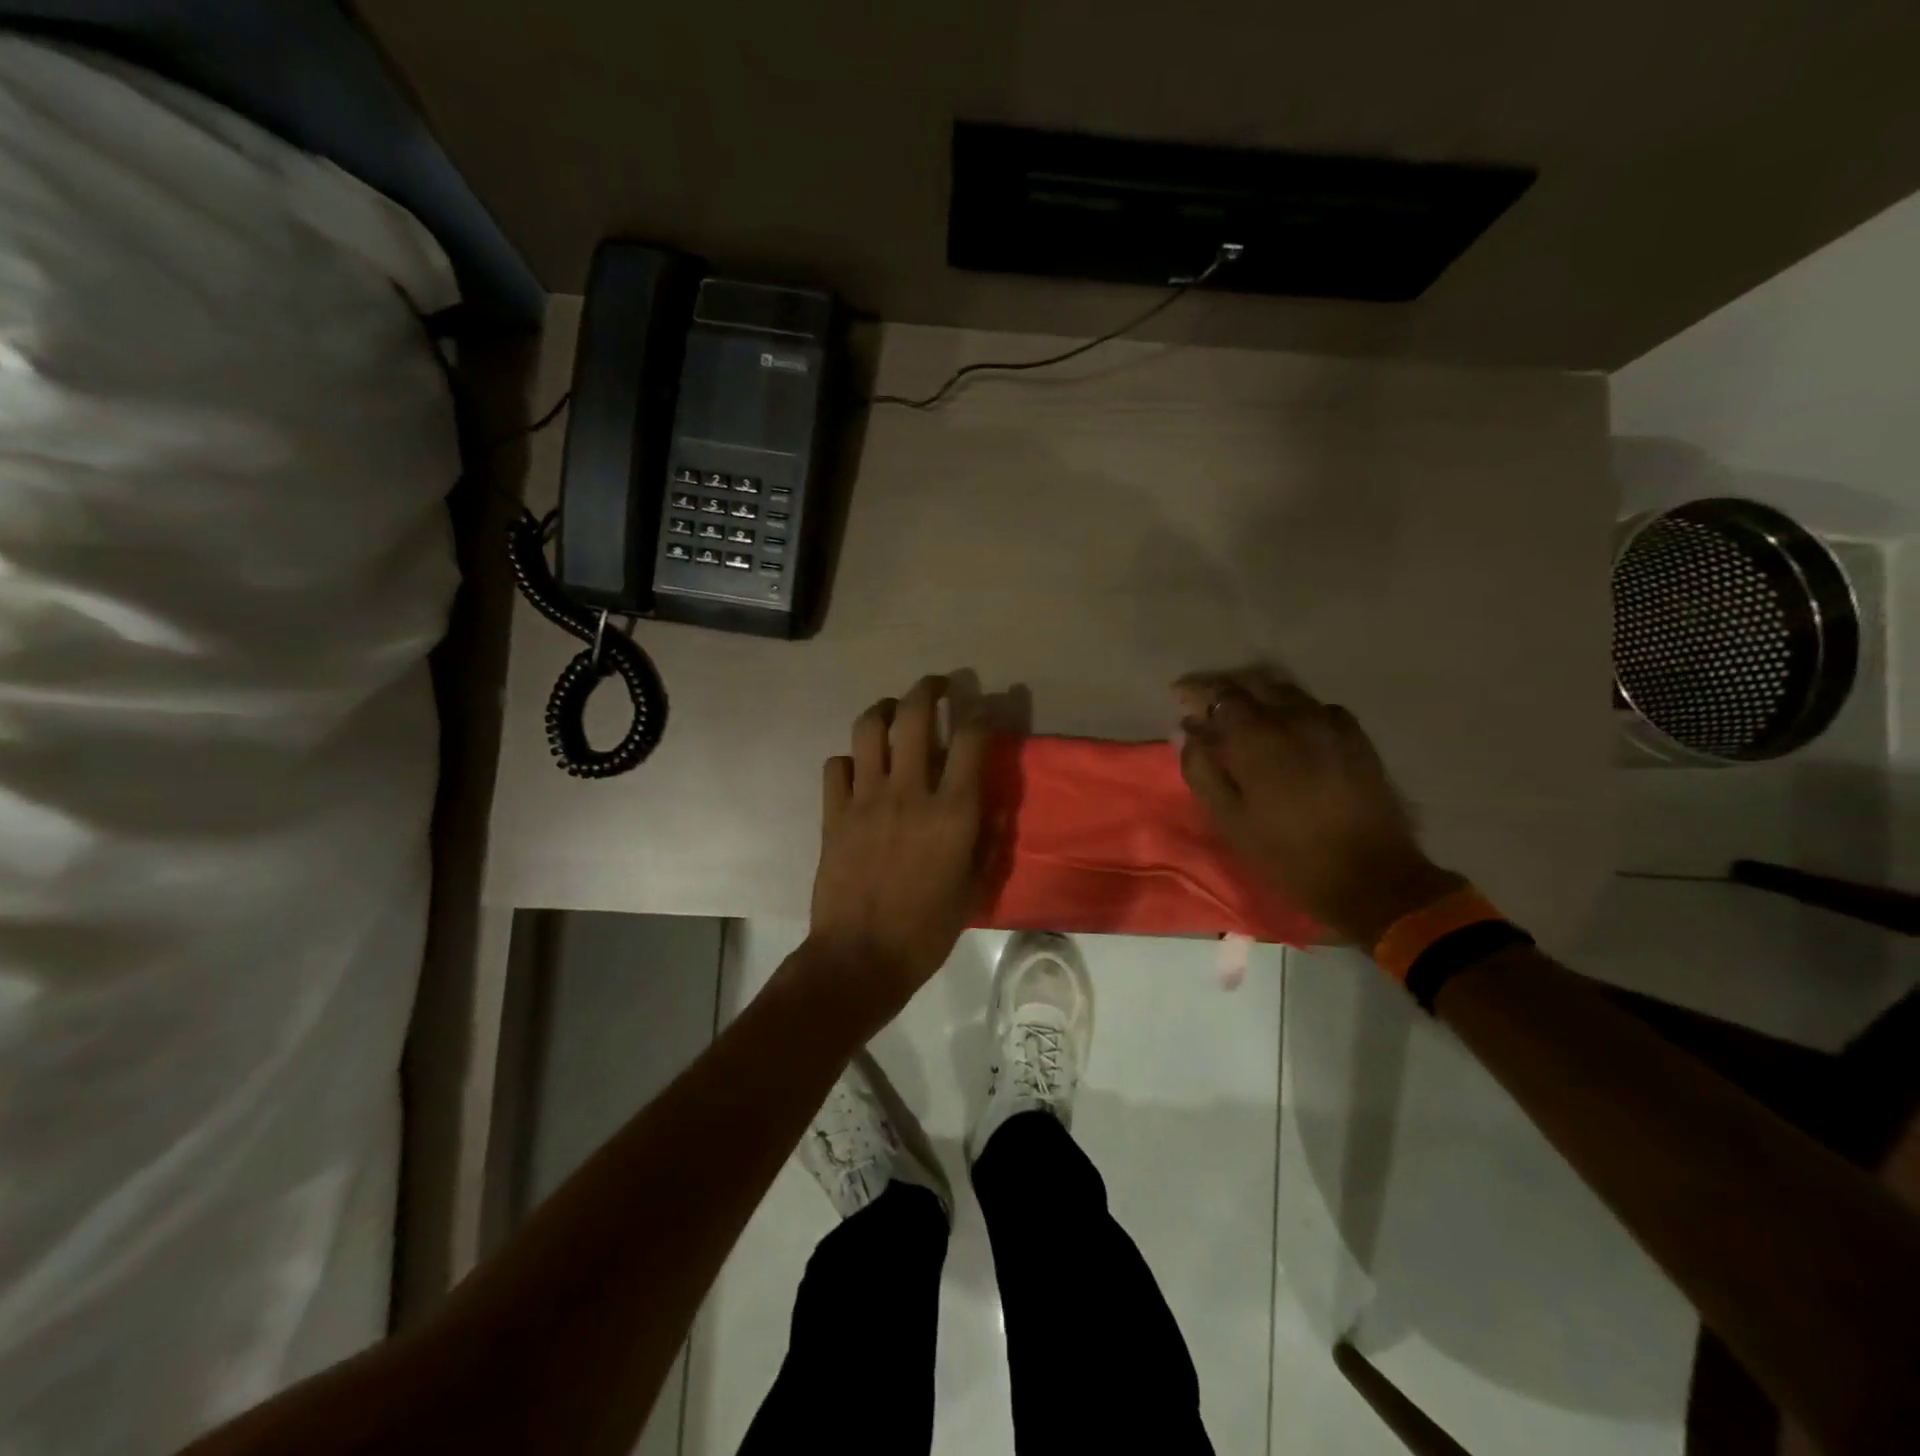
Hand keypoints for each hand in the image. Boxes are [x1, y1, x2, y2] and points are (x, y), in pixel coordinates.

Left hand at [804, 675, 991, 1023]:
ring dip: (884, 709)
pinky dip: (849, 760)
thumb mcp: (974, 889)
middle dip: (928, 689)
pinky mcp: (833, 813)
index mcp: (952, 811)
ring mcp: (865, 799)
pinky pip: (837, 766)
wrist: (861, 957)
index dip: (980, 712)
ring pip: (869, 729)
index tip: (984, 706)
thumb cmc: (926, 930)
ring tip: (893, 711)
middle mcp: (909, 792)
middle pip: (914, 716)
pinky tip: (859, 769)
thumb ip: (986, 841)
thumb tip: (992, 806)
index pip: (970, 739)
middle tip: (937, 685)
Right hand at [1173, 665, 1461, 946]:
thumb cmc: (1286, 852)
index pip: (1219, 694)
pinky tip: (1293, 731)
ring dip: (1262, 697)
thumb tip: (1186, 731)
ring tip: (1249, 717)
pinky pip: (1318, 708)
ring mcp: (1329, 723)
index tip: (1180, 698)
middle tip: (1211, 707)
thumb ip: (1202, 769)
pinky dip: (1296, 711)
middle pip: (1254, 684)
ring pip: (1287, 692)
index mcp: (1255, 736)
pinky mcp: (1356, 736)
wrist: (1369, 875)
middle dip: (1227, 690)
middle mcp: (1292, 717)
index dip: (1197, 692)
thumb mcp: (1230, 819)